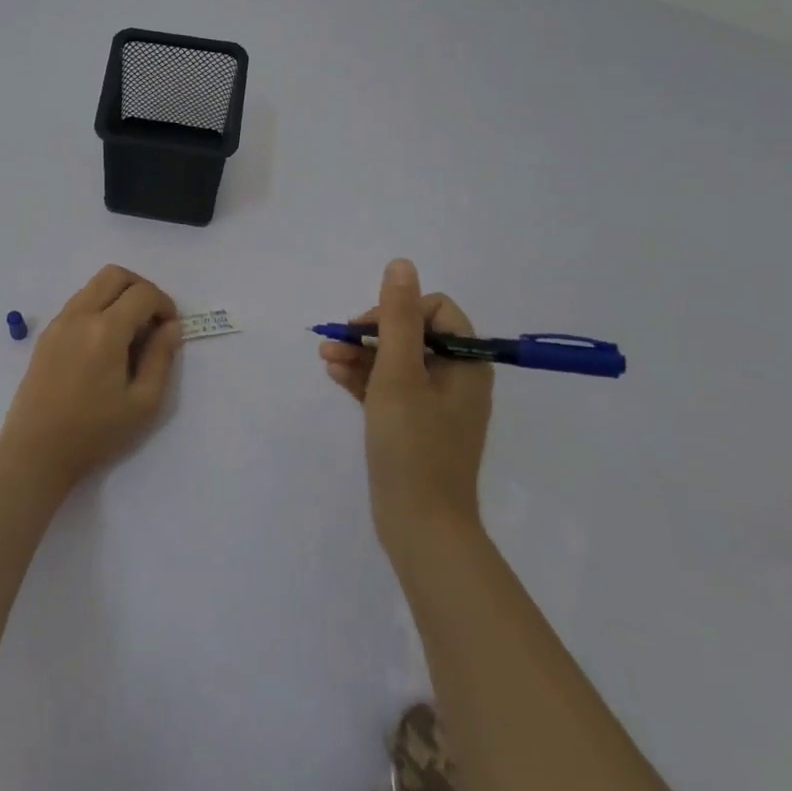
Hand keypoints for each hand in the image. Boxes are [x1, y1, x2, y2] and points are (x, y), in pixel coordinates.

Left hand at [0, 265, 181, 486]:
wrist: (36, 452)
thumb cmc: (94, 432)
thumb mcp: (143, 403)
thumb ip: (161, 358)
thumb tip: (170, 327)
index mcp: (105, 330)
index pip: (142, 294)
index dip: (165, 304)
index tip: (170, 330)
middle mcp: (79, 316)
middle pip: (115, 275)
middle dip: (141, 288)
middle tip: (152, 320)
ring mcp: (58, 323)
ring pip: (93, 286)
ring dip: (118, 297)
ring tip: (130, 334)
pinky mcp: (46, 336)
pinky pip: (78, 304)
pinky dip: (99, 308)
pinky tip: (105, 344)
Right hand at [321, 258, 492, 552]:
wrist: (421, 526)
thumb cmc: (413, 445)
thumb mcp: (400, 373)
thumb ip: (398, 317)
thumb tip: (401, 264)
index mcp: (466, 363)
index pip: (435, 310)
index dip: (397, 311)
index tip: (365, 328)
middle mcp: (456, 378)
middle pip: (413, 334)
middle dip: (371, 333)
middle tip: (335, 342)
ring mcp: (436, 405)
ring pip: (397, 362)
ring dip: (361, 354)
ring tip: (325, 356)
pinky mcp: (416, 426)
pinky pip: (391, 389)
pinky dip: (365, 379)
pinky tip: (334, 374)